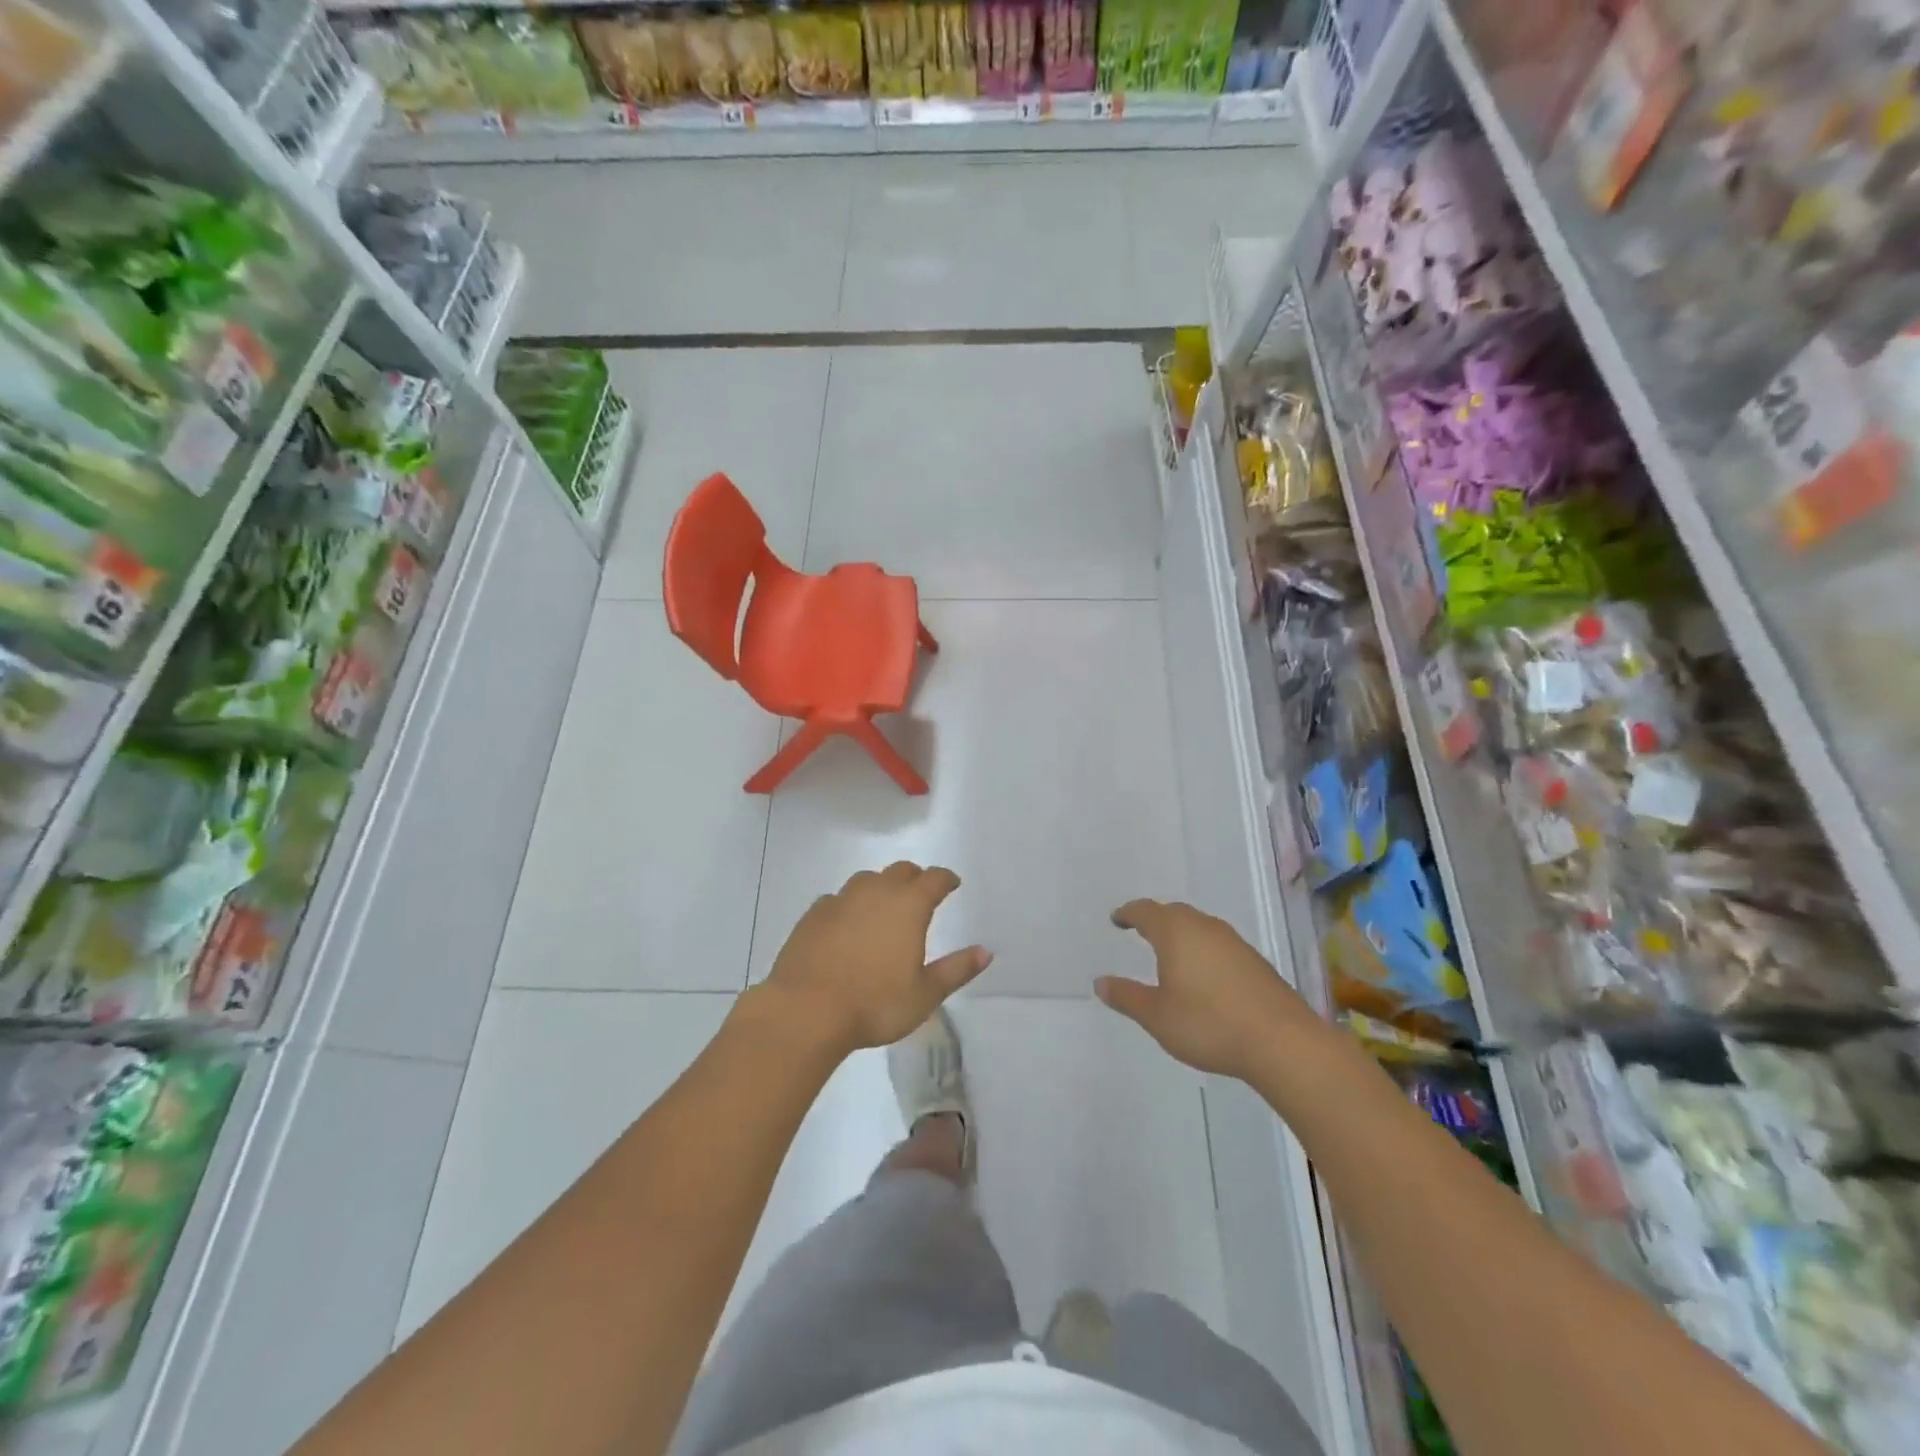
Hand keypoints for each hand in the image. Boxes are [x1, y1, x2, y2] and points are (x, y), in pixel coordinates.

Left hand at [766, 862, 990, 1054]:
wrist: (806, 1010)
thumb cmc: (875, 1004)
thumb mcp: (925, 994)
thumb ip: (956, 970)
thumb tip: (985, 952)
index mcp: (908, 905)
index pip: (934, 879)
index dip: (946, 879)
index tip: (952, 883)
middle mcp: (875, 892)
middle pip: (900, 871)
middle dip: (915, 878)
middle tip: (921, 892)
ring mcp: (840, 900)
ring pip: (867, 880)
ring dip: (881, 886)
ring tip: (884, 906)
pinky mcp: (813, 915)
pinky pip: (838, 899)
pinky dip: (849, 905)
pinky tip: (847, 923)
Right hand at [1097, 899, 1317, 1079]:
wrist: (1281, 1041)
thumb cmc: (1209, 1024)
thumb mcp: (1157, 1016)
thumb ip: (1127, 996)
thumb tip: (1100, 982)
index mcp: (1176, 933)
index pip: (1146, 912)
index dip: (1128, 913)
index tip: (1117, 919)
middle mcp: (1204, 928)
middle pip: (1175, 913)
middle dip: (1155, 919)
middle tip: (1141, 931)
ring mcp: (1234, 943)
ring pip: (1200, 926)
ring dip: (1182, 933)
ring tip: (1171, 952)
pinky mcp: (1255, 961)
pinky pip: (1218, 943)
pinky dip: (1203, 949)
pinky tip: (1204, 974)